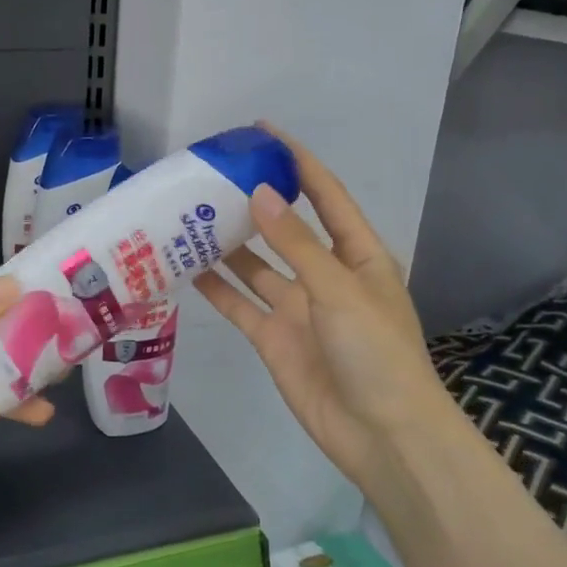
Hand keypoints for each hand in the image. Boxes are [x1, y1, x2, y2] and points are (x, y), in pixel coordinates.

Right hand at [195, 127, 457, 493]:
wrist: (381, 434)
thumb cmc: (376, 352)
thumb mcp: (340, 289)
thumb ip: (297, 244)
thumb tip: (261, 192)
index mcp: (357, 256)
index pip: (326, 196)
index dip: (299, 162)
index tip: (264, 131)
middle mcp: (325, 275)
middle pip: (286, 228)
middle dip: (255, 202)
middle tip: (212, 176)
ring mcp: (297, 307)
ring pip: (256, 266)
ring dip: (229, 244)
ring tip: (190, 215)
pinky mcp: (273, 337)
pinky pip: (239, 304)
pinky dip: (216, 288)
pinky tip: (186, 268)